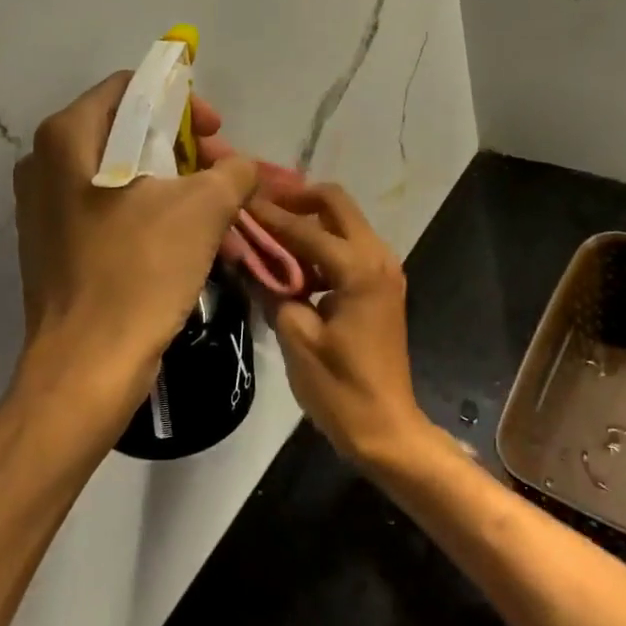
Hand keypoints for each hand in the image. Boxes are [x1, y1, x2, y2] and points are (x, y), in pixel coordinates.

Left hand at [13, 74, 258, 428]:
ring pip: (120, 173)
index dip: (182, 103)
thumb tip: (241, 168)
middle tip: (222, 173)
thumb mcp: (204, 209)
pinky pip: (108, 209)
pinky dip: (149, 212)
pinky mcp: (52, 246)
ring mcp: (43, 208)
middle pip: (126, 131)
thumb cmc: (140, 272)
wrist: (87, 368)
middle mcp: (44, 164)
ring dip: (172, 184)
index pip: (132, 89)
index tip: (217, 134)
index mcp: (67, 138)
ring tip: (214, 209)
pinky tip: (185, 239)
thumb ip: (233, 171)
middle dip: (183, 148)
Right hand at [247, 184, 427, 466]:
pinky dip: (321, 243)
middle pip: (335, 203)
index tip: (238, 197)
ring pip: (344, 222)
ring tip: (267, 228)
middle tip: (258, 205)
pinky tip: (291, 260)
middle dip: (296, 198)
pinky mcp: (381, 285)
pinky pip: (349, 246)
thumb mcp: (296, 338)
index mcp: (359, 268)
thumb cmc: (340, 388)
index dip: (268, 214)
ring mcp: (384, 269)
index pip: (305, 227)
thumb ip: (272, 289)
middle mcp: (378, 256)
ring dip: (308, 219)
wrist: (387, 428)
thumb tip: (246, 258)